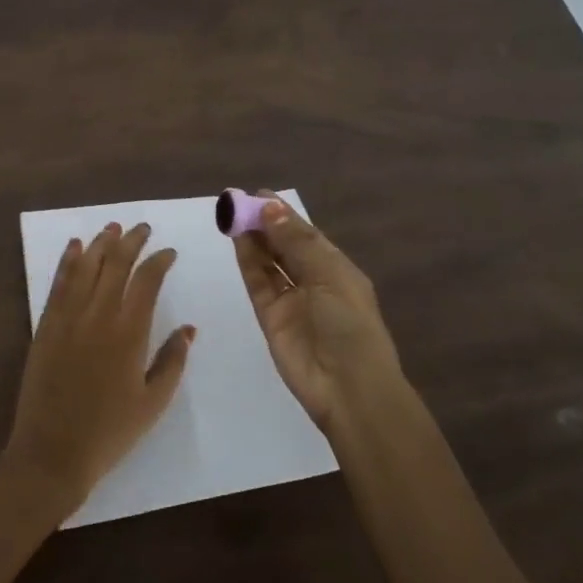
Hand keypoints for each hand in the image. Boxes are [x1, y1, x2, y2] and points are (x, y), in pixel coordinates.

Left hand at [3, 221, 194, 514]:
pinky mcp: (46, 325)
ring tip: (113, 227)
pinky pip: (59, 283)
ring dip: (101, 243)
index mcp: (129, 333)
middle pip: (116, 263)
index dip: (159, 260)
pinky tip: (75, 246)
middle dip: (132, 241)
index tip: (169, 252)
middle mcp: (98, 315)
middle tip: (142, 228)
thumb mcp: (153, 402)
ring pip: (86, 266)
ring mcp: (68, 317)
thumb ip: (172, 360)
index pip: (147, 280)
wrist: (52, 453)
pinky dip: (69, 260)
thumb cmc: (109, 432)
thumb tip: (189, 328)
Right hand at [232, 197, 403, 434]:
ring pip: (268, 262)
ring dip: (253, 239)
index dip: (284, 215)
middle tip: (239, 202)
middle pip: (284, 246)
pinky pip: (258, 283)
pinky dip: (247, 261)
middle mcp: (313, 281)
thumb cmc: (349, 325)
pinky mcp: (271, 317)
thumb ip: (296, 242)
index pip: (306, 235)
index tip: (260, 194)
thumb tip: (270, 207)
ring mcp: (291, 300)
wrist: (348, 388)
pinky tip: (237, 239)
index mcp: (336, 269)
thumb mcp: (329, 276)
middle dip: (265, 224)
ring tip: (232, 214)